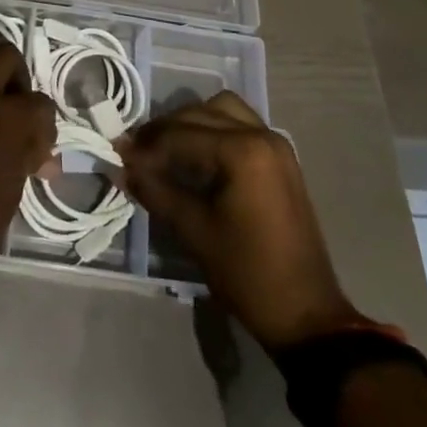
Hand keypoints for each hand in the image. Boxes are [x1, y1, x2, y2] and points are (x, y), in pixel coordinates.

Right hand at [118, 91, 359, 348]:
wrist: (307, 316)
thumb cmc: (248, 274)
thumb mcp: (194, 232)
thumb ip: (156, 191)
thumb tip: (122, 166)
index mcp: (242, 151)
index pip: (180, 135)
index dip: (146, 146)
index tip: (119, 156)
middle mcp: (261, 134)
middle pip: (200, 113)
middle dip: (166, 130)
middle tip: (138, 153)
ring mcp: (275, 144)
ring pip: (222, 110)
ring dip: (191, 123)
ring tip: (166, 150)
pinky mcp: (281, 158)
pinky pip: (240, 125)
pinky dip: (214, 130)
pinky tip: (196, 156)